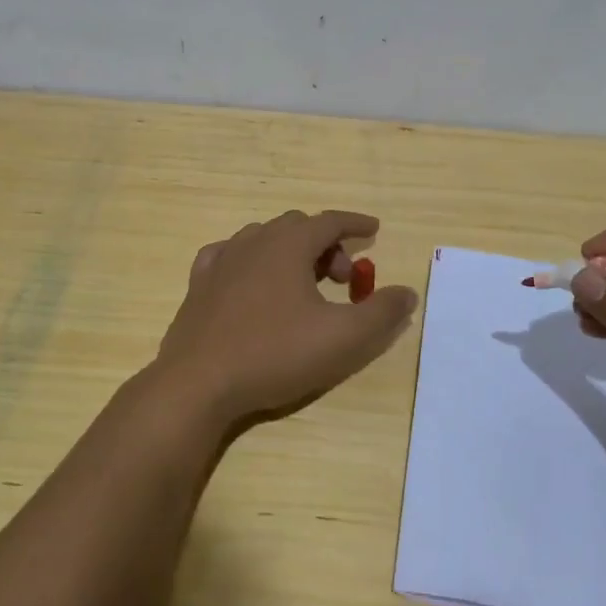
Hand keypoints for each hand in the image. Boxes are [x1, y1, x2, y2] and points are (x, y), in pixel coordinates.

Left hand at [154, 210, 418, 425]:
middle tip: (343, 280)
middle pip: (298, 227)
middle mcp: (253, 242)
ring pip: (263, 238)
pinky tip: (252, 280)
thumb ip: (382, 313)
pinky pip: (229, 255)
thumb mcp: (343, 338)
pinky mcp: (198, 285)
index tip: (374, 230)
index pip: (329, 221)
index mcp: (288, 245)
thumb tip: (407, 293)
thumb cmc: (275, 354)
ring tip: (303, 284)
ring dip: (290, 252)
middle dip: (327, 245)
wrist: (199, 384)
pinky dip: (251, 260)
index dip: (355, 224)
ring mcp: (221, 261)